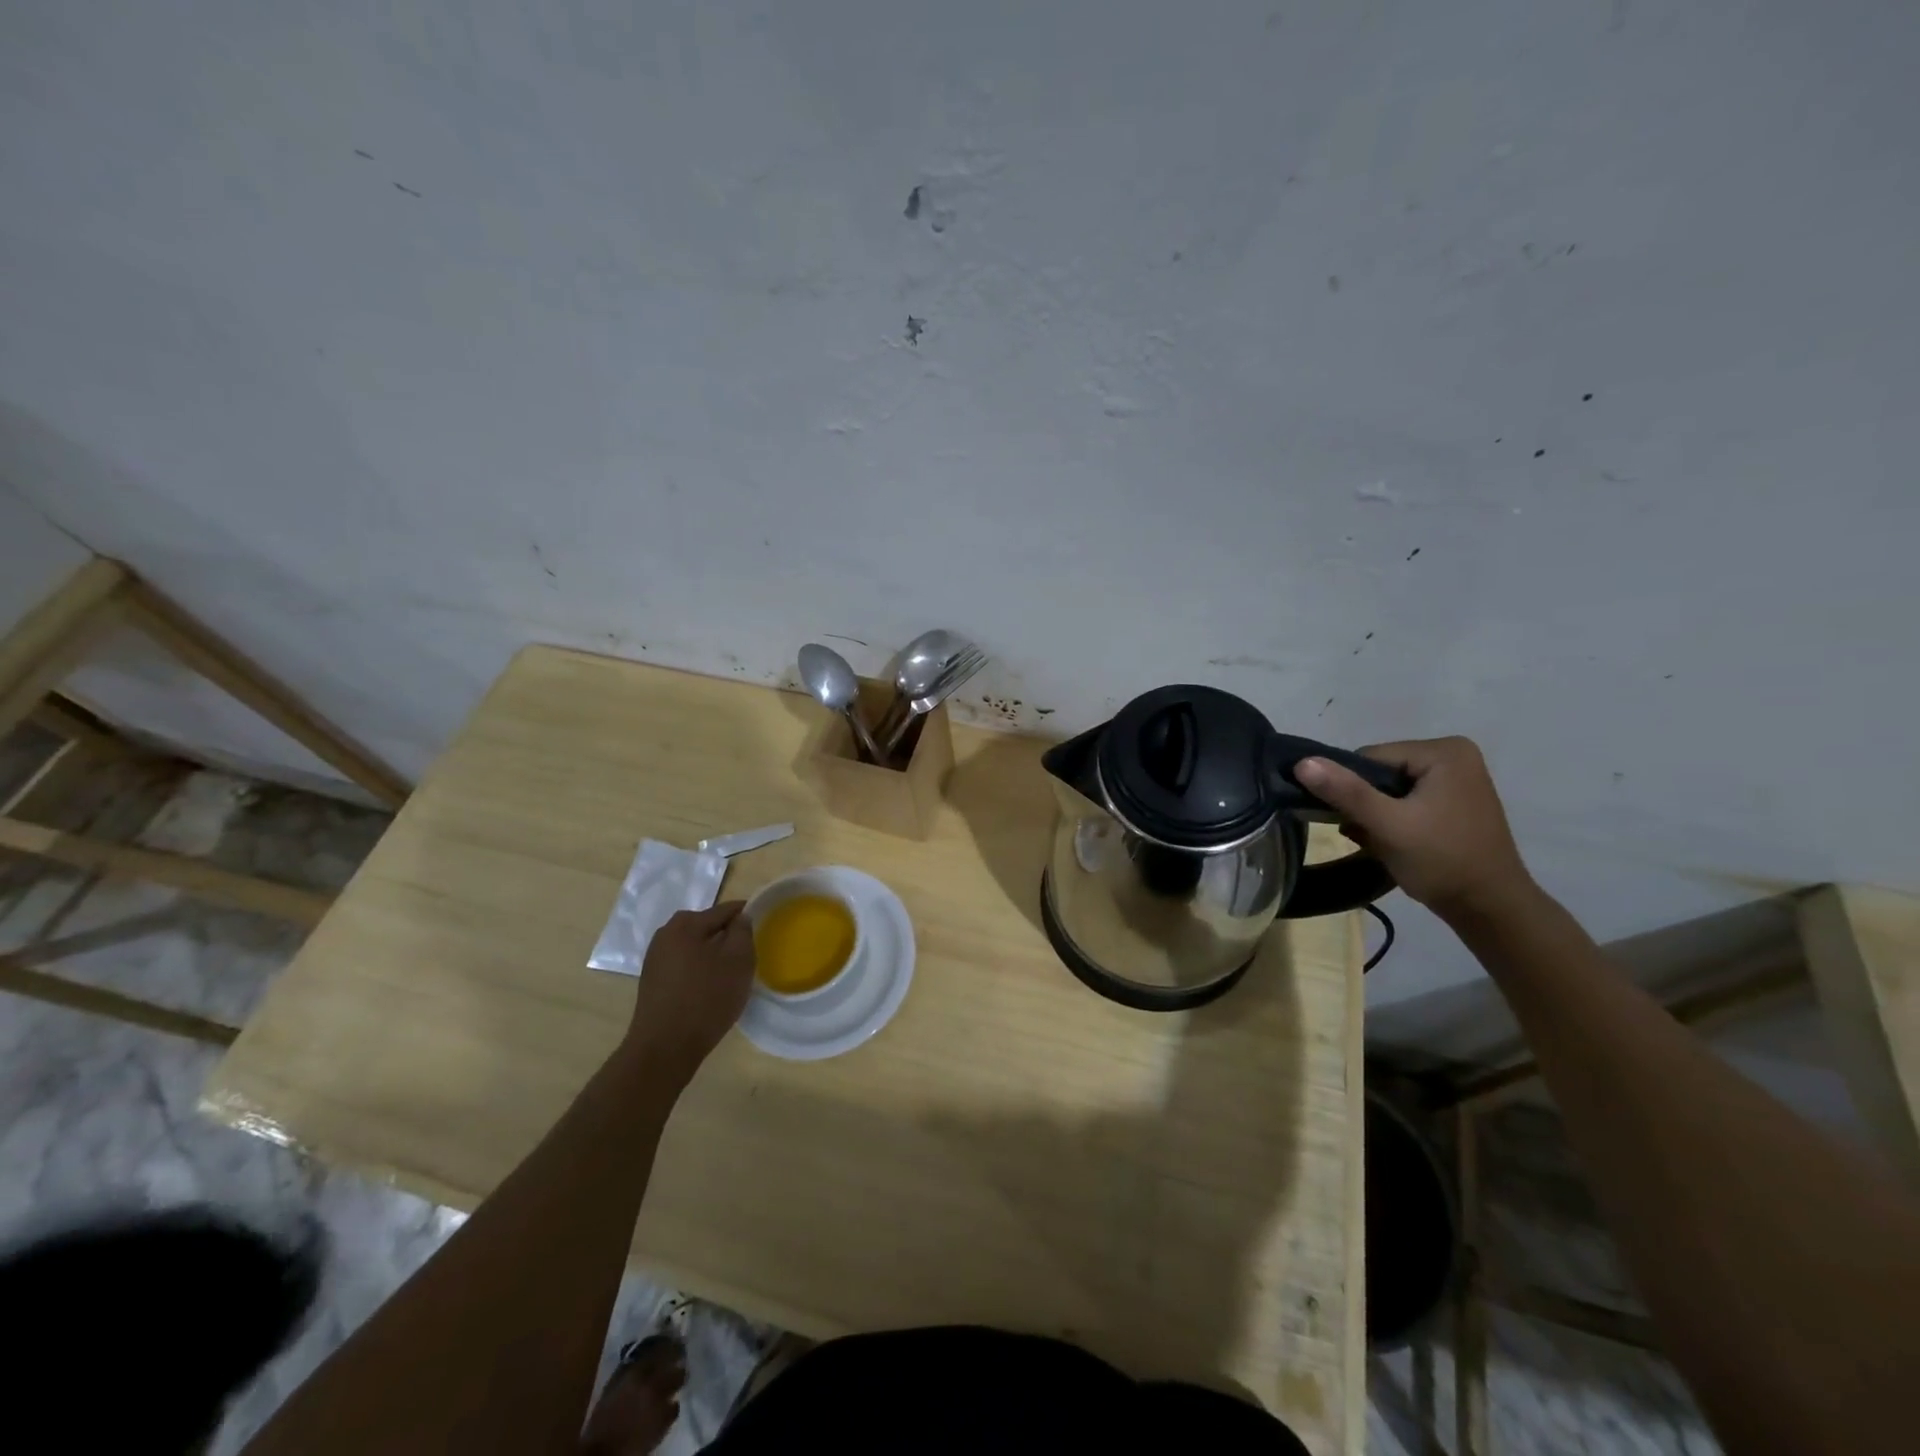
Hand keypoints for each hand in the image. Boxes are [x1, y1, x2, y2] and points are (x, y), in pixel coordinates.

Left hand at [625, 902, 756, 1086]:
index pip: (725, 910)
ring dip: (713, 955)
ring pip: (695, 947)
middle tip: (748, 955)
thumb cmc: (706, 999)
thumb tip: (741, 918)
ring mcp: (655, 959)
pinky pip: (684, 965)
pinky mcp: (652, 982)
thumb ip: (743, 932)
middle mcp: (665, 935)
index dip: (747, 916)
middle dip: (728, 937)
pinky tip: (710, 989)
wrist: (664, 1049)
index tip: (763, 928)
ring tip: (731, 975)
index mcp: (685, 924)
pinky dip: (699, 970)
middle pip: (708, 927)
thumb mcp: (738, 961)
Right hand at [1295, 737, 1535, 920]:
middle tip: (1369, 836)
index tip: (1358, 823)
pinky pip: (1406, 801)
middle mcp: (1454, 755)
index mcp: (1444, 751)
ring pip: (1389, 790)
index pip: (1370, 758)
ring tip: (1382, 843)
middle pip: (1380, 773)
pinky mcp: (1454, 802)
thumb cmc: (1442, 861)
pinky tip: (1394, 843)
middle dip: (1365, 804)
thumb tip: (1302, 762)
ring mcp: (1457, 780)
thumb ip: (1345, 792)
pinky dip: (1392, 820)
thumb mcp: (1388, 825)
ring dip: (1375, 815)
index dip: (1353, 789)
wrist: (1490, 909)